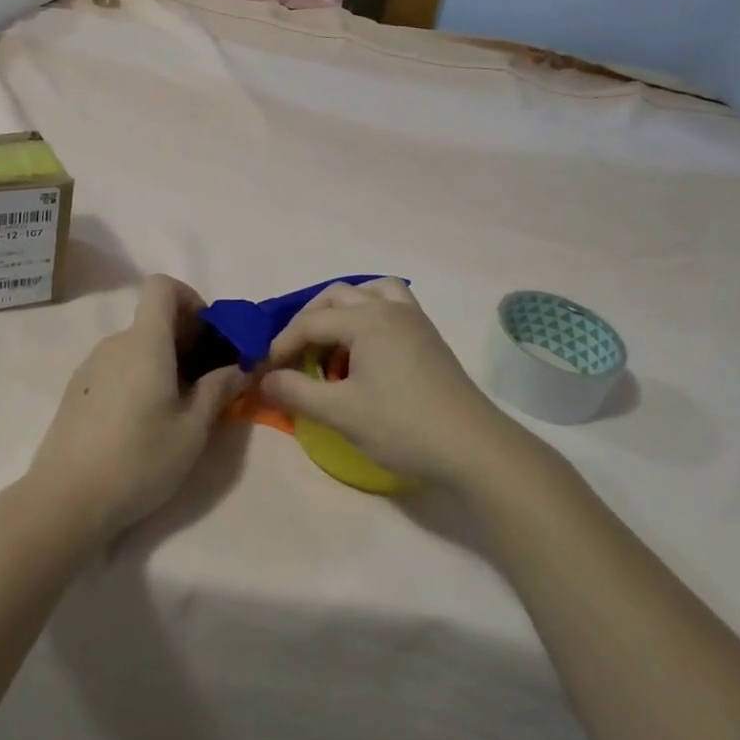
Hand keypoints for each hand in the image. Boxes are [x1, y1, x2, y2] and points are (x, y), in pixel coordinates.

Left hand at [25, 275, 244, 538]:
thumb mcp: (192, 430)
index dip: (190, 299)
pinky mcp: (76, 390)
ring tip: (177, 407)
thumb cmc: (139, 460)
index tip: (208, 336)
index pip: (162, 285)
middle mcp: (115, 343)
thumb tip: (239, 367)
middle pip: (152, 319)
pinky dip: (138, 377)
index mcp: (145, 342)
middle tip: (206, 381)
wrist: (66, 500)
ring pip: (136, 346)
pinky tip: (142, 422)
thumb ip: (218, 390)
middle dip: (185, 338)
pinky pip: (117, 367)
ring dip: (162, 361)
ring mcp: (90, 365)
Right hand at [261, 279, 512, 487]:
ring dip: (343, 309)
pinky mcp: (429, 337)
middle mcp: (389, 308)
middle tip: (294, 354)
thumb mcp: (341, 413)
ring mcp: (414, 320)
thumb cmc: (403, 426)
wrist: (474, 447)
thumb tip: (264, 380)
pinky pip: (392, 306)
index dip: (282, 344)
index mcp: (366, 319)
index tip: (265, 370)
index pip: (310, 322)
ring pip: (369, 292)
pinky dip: (370, 314)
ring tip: (331, 342)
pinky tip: (365, 349)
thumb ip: (297, 392)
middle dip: (308, 320)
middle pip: (337, 296)